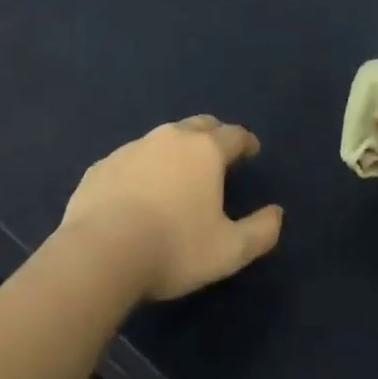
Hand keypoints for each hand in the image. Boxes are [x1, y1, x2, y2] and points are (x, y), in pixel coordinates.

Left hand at [62, 115, 283, 300]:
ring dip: (175, 150)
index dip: (246, 141)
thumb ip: (260, 231)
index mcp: (206, 150)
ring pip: (163, 139)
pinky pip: (130, 159)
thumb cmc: (173, 248)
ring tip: (177, 175)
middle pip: (199, 125)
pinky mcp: (103, 165)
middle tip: (217, 154)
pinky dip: (141, 169)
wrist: (100, 253)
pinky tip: (137, 192)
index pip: (234, 134)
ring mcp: (133, 147)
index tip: (251, 151)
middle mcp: (171, 137)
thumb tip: (277, 214)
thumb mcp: (228, 251)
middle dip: (213, 135)